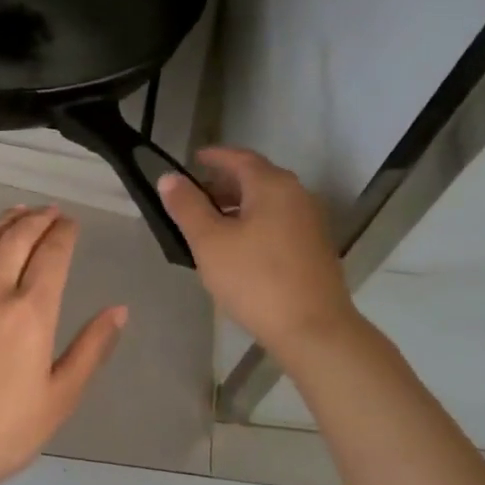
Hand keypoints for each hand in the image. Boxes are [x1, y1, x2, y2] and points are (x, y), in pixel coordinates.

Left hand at [0, 206, 126, 481]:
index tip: (72, 223)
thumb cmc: (7, 429)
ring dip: (2, 223)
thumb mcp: (61, 396)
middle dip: (37, 219)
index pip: (52, 254)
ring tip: (17, 212)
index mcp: (31, 311)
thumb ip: (92, 348)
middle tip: (50, 211)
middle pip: (16, 239)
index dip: (64, 233)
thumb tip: (119, 310)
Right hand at [158, 148, 357, 360]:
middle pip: (256, 178)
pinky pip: (278, 223)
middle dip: (223, 183)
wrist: (312, 328)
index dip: (213, 156)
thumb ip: (187, 207)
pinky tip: (238, 248)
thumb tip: (169, 178)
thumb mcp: (210, 242)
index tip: (192, 159)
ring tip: (210, 225)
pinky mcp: (314, 248)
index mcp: (273, 185)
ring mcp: (310, 222)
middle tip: (194, 197)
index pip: (239, 157)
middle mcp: (297, 195)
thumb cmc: (255, 280)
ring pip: (268, 203)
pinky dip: (254, 223)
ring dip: (238, 206)